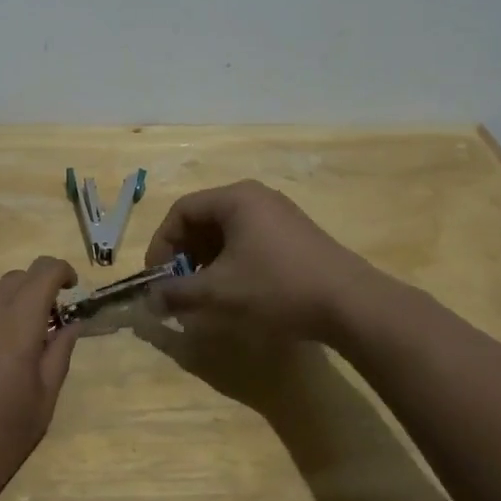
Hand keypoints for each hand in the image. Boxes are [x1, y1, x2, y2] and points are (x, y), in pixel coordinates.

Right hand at [144, 180, 382, 341]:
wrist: (350, 303)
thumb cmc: (276, 288)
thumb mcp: (219, 292)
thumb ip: (178, 293)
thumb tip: (150, 299)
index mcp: (235, 199)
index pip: (182, 211)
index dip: (162, 244)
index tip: (156, 278)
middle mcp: (256, 197)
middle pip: (204, 219)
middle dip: (185, 255)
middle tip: (178, 288)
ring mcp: (279, 214)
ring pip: (227, 232)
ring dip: (207, 261)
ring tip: (203, 294)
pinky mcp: (295, 235)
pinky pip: (249, 241)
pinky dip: (232, 262)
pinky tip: (235, 292)